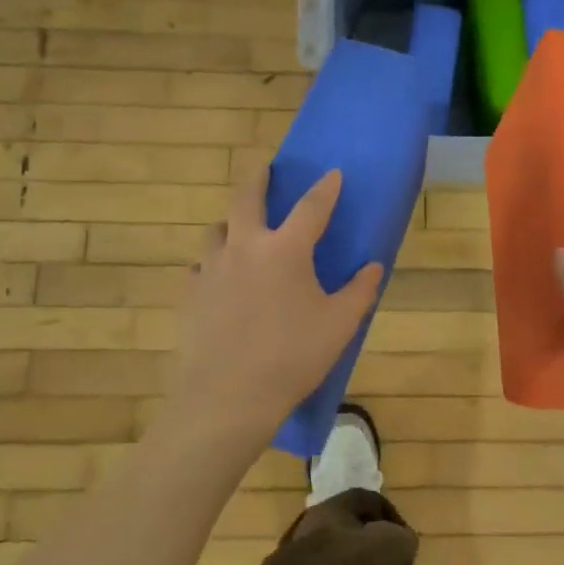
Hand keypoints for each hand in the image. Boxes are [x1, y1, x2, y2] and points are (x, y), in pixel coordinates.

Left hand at [154, 167, 382, 469]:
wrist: (228, 396)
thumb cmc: (292, 357)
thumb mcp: (339, 325)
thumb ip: (360, 291)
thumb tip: (373, 266)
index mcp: (286, 250)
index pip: (311, 207)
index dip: (325, 188)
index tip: (333, 173)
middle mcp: (245, 247)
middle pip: (246, 198)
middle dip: (258, 178)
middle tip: (264, 168)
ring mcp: (211, 268)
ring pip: (218, 229)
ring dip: (232, 222)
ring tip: (241, 228)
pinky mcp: (190, 293)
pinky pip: (201, 265)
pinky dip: (214, 262)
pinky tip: (220, 277)